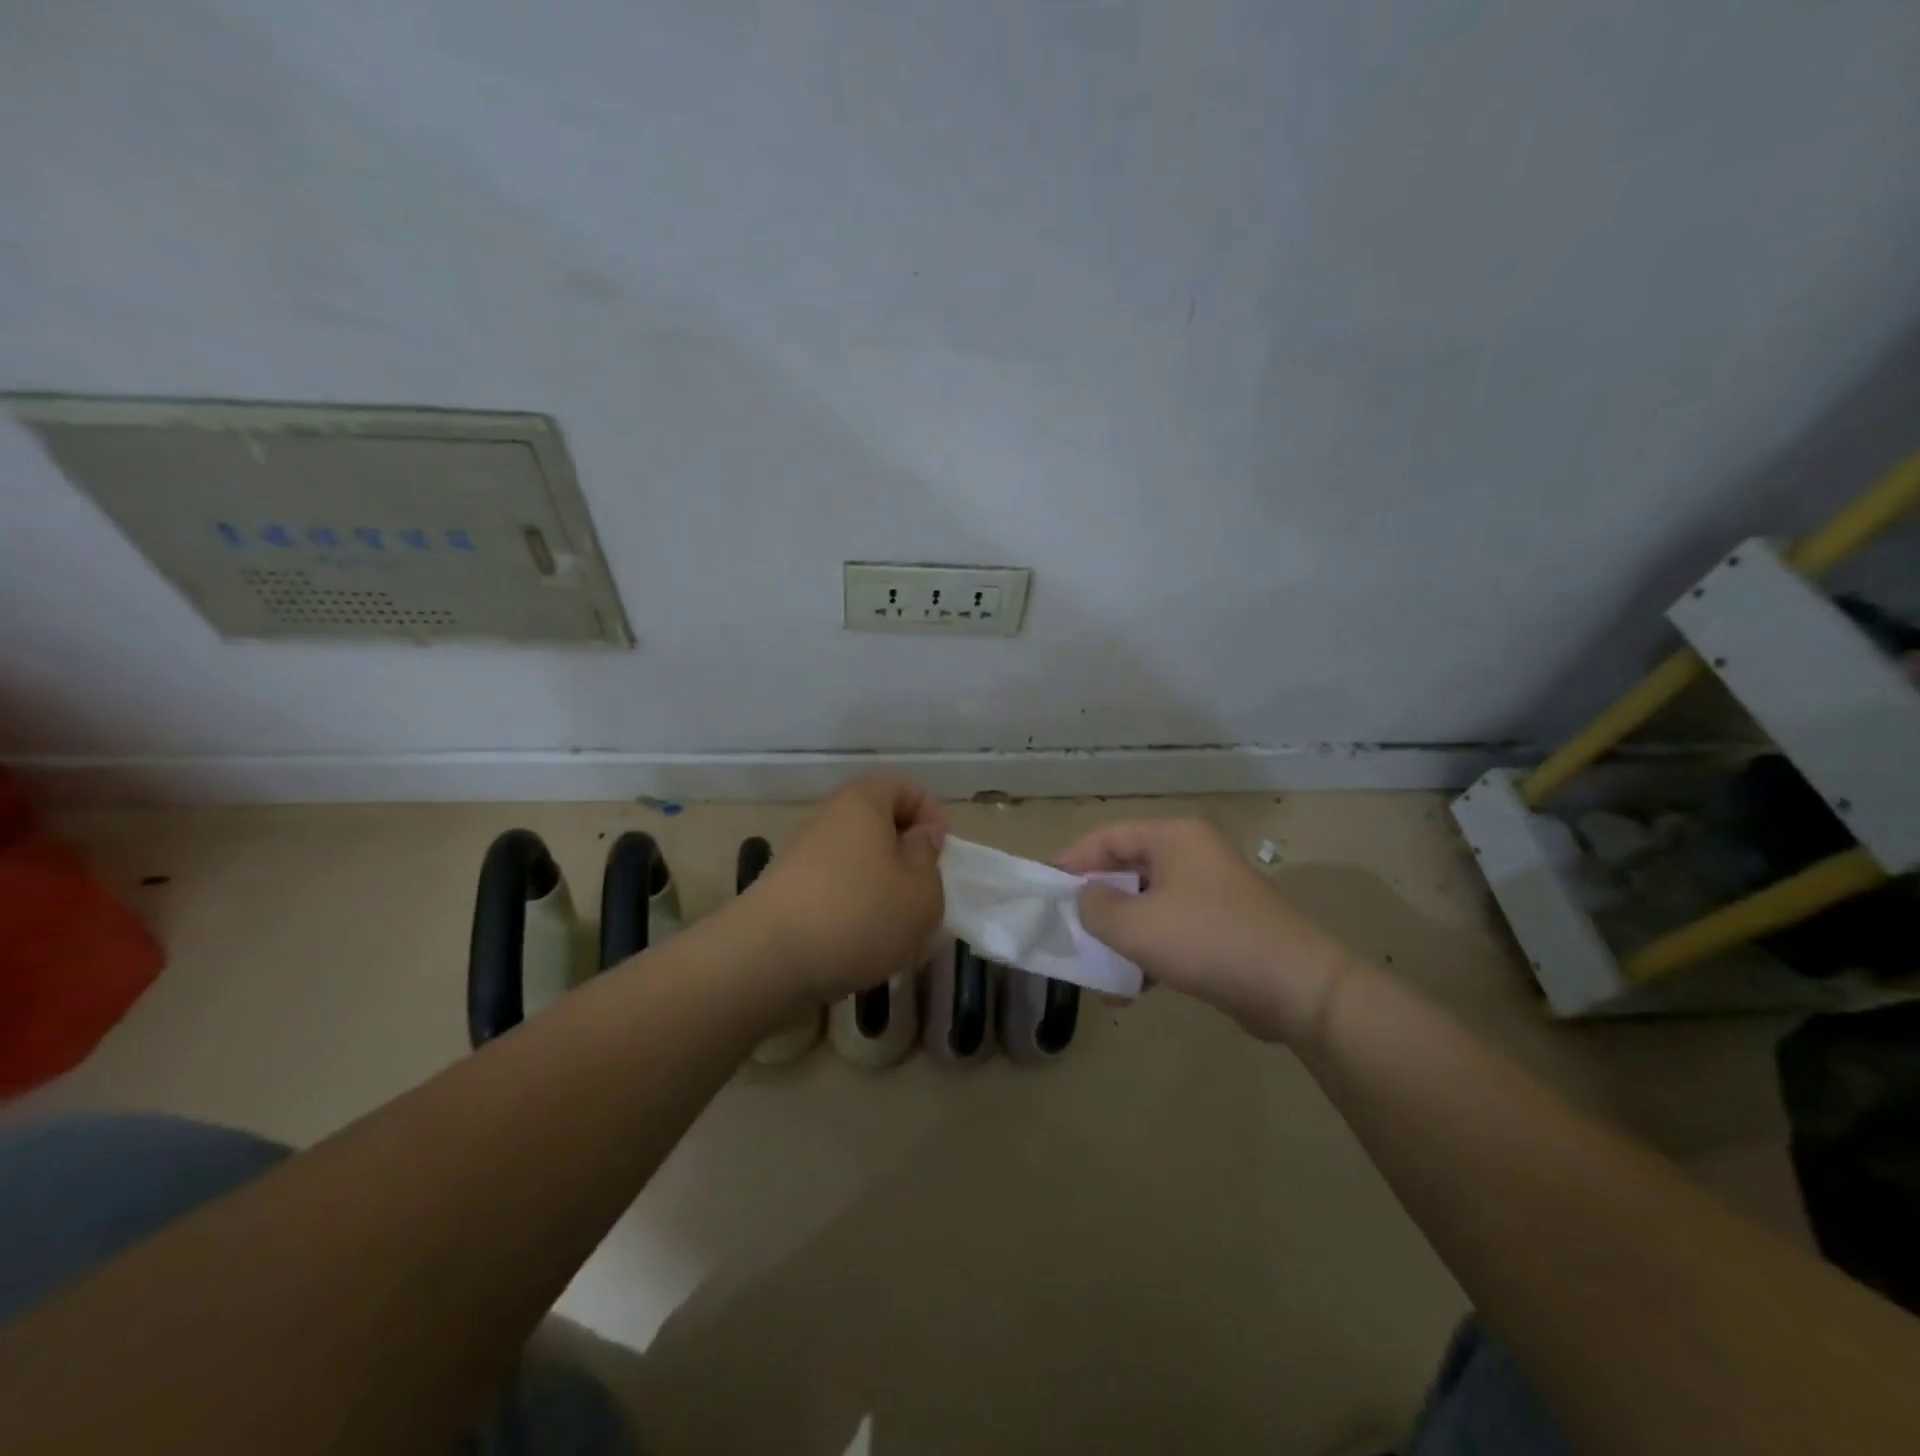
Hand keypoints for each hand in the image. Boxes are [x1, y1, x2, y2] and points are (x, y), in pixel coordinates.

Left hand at [743, 775, 947, 1003]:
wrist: (767, 960)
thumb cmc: (860, 913)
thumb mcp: (921, 891)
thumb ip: (929, 859)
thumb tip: (918, 838)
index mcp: (863, 802)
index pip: (902, 787)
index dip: (930, 814)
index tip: (943, 853)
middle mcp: (827, 819)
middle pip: (877, 825)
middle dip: (906, 857)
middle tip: (925, 894)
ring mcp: (801, 856)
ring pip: (857, 862)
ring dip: (882, 889)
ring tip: (897, 930)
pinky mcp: (785, 893)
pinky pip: (833, 890)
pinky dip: (853, 911)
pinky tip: (862, 946)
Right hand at [1057, 819, 1358, 1044]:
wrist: (1298, 988)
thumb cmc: (1208, 941)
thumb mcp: (1137, 925)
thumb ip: (1096, 908)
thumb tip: (1084, 897)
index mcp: (1174, 838)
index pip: (1108, 838)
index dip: (1072, 860)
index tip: (1044, 888)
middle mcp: (1193, 856)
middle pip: (1128, 871)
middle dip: (1096, 904)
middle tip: (1066, 928)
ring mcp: (1211, 892)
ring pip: (1148, 906)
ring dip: (1120, 936)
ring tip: (1093, 967)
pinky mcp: (1223, 927)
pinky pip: (1171, 931)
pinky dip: (1148, 954)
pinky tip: (1128, 991)